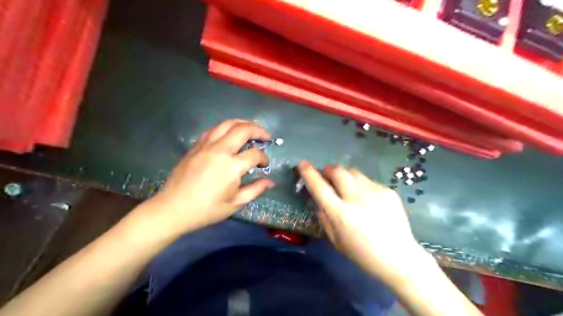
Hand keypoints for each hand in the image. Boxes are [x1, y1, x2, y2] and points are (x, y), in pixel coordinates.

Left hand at [140, 120, 273, 235]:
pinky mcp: (196, 146)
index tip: (265, 165)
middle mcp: (220, 151)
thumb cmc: (206, 209)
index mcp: (231, 167)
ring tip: (250, 129)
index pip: (255, 154)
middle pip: (243, 130)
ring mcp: (206, 146)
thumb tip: (270, 182)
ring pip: (227, 124)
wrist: (173, 209)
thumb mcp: (235, 203)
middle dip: (258, 131)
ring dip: (242, 124)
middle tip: (265, 137)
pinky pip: (214, 130)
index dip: (264, 158)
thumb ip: (255, 190)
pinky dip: (226, 128)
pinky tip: (229, 135)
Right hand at [298, 162, 431, 282]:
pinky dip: (361, 185)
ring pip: (353, 172)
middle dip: (328, 169)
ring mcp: (374, 192)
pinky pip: (368, 181)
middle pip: (338, 171)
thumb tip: (319, 200)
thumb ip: (324, 218)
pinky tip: (366, 198)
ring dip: (344, 174)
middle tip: (326, 174)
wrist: (398, 257)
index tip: (303, 164)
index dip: (309, 173)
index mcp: (341, 214)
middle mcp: (356, 198)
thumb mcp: (335, 241)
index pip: (319, 187)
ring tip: (345, 184)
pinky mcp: (387, 191)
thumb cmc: (362, 254)